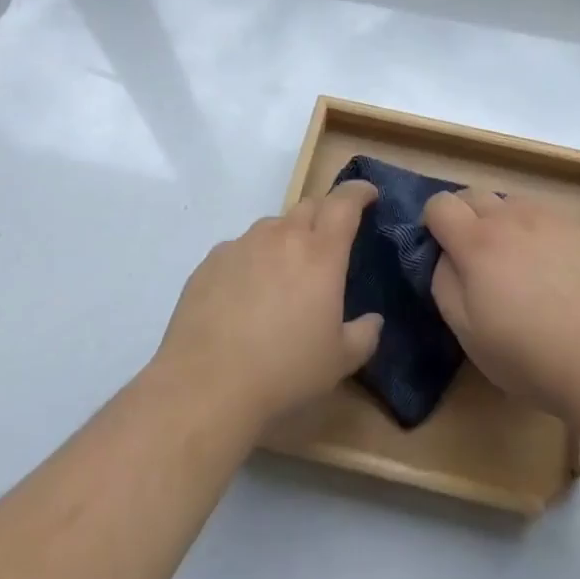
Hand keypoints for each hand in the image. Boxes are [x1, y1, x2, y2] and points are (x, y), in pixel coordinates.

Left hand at [153, 181, 382, 430]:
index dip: (359, 192)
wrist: (206, 386)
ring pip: (273, 225)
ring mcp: (243, 244)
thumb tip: (373, 320)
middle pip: (309, 206)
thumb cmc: (284, 370)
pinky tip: (245, 294)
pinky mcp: (211, 261)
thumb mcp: (339, 361)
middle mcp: (282, 236)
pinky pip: (240, 248)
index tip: (368, 194)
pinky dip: (252, 259)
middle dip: (324, 215)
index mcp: (321, 252)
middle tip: (327, 243)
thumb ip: (364, 335)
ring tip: (283, 274)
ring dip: (286, 238)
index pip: (345, 203)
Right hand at [423, 188, 579, 420]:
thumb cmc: (530, 355)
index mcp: (476, 242)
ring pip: (511, 203)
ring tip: (517, 263)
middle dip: (464, 217)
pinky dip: (537, 232)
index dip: (433, 223)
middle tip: (475, 260)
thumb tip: (445, 256)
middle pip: (473, 194)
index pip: (440, 204)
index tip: (441, 251)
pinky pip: (545, 216)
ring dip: (502, 222)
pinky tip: (553, 269)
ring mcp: (548, 218)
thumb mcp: (468, 333)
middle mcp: (510, 217)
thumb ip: (444, 284)